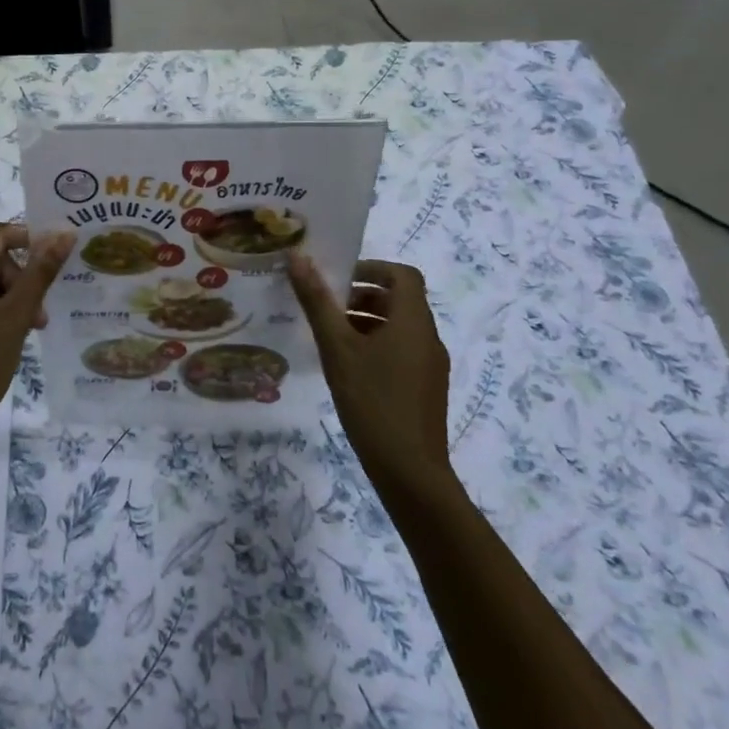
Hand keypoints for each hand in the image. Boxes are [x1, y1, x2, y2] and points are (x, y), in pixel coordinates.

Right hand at [288, 254, 455, 494]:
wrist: (410, 471)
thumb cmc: (372, 400)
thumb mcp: (337, 347)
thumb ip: (317, 301)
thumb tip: (297, 257)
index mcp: (413, 321)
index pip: (402, 275)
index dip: (371, 268)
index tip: (338, 278)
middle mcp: (428, 337)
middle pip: (399, 300)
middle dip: (362, 296)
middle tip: (325, 306)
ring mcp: (430, 365)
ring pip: (399, 327)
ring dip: (366, 321)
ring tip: (330, 337)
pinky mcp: (426, 389)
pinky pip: (401, 351)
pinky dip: (376, 345)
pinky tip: (348, 368)